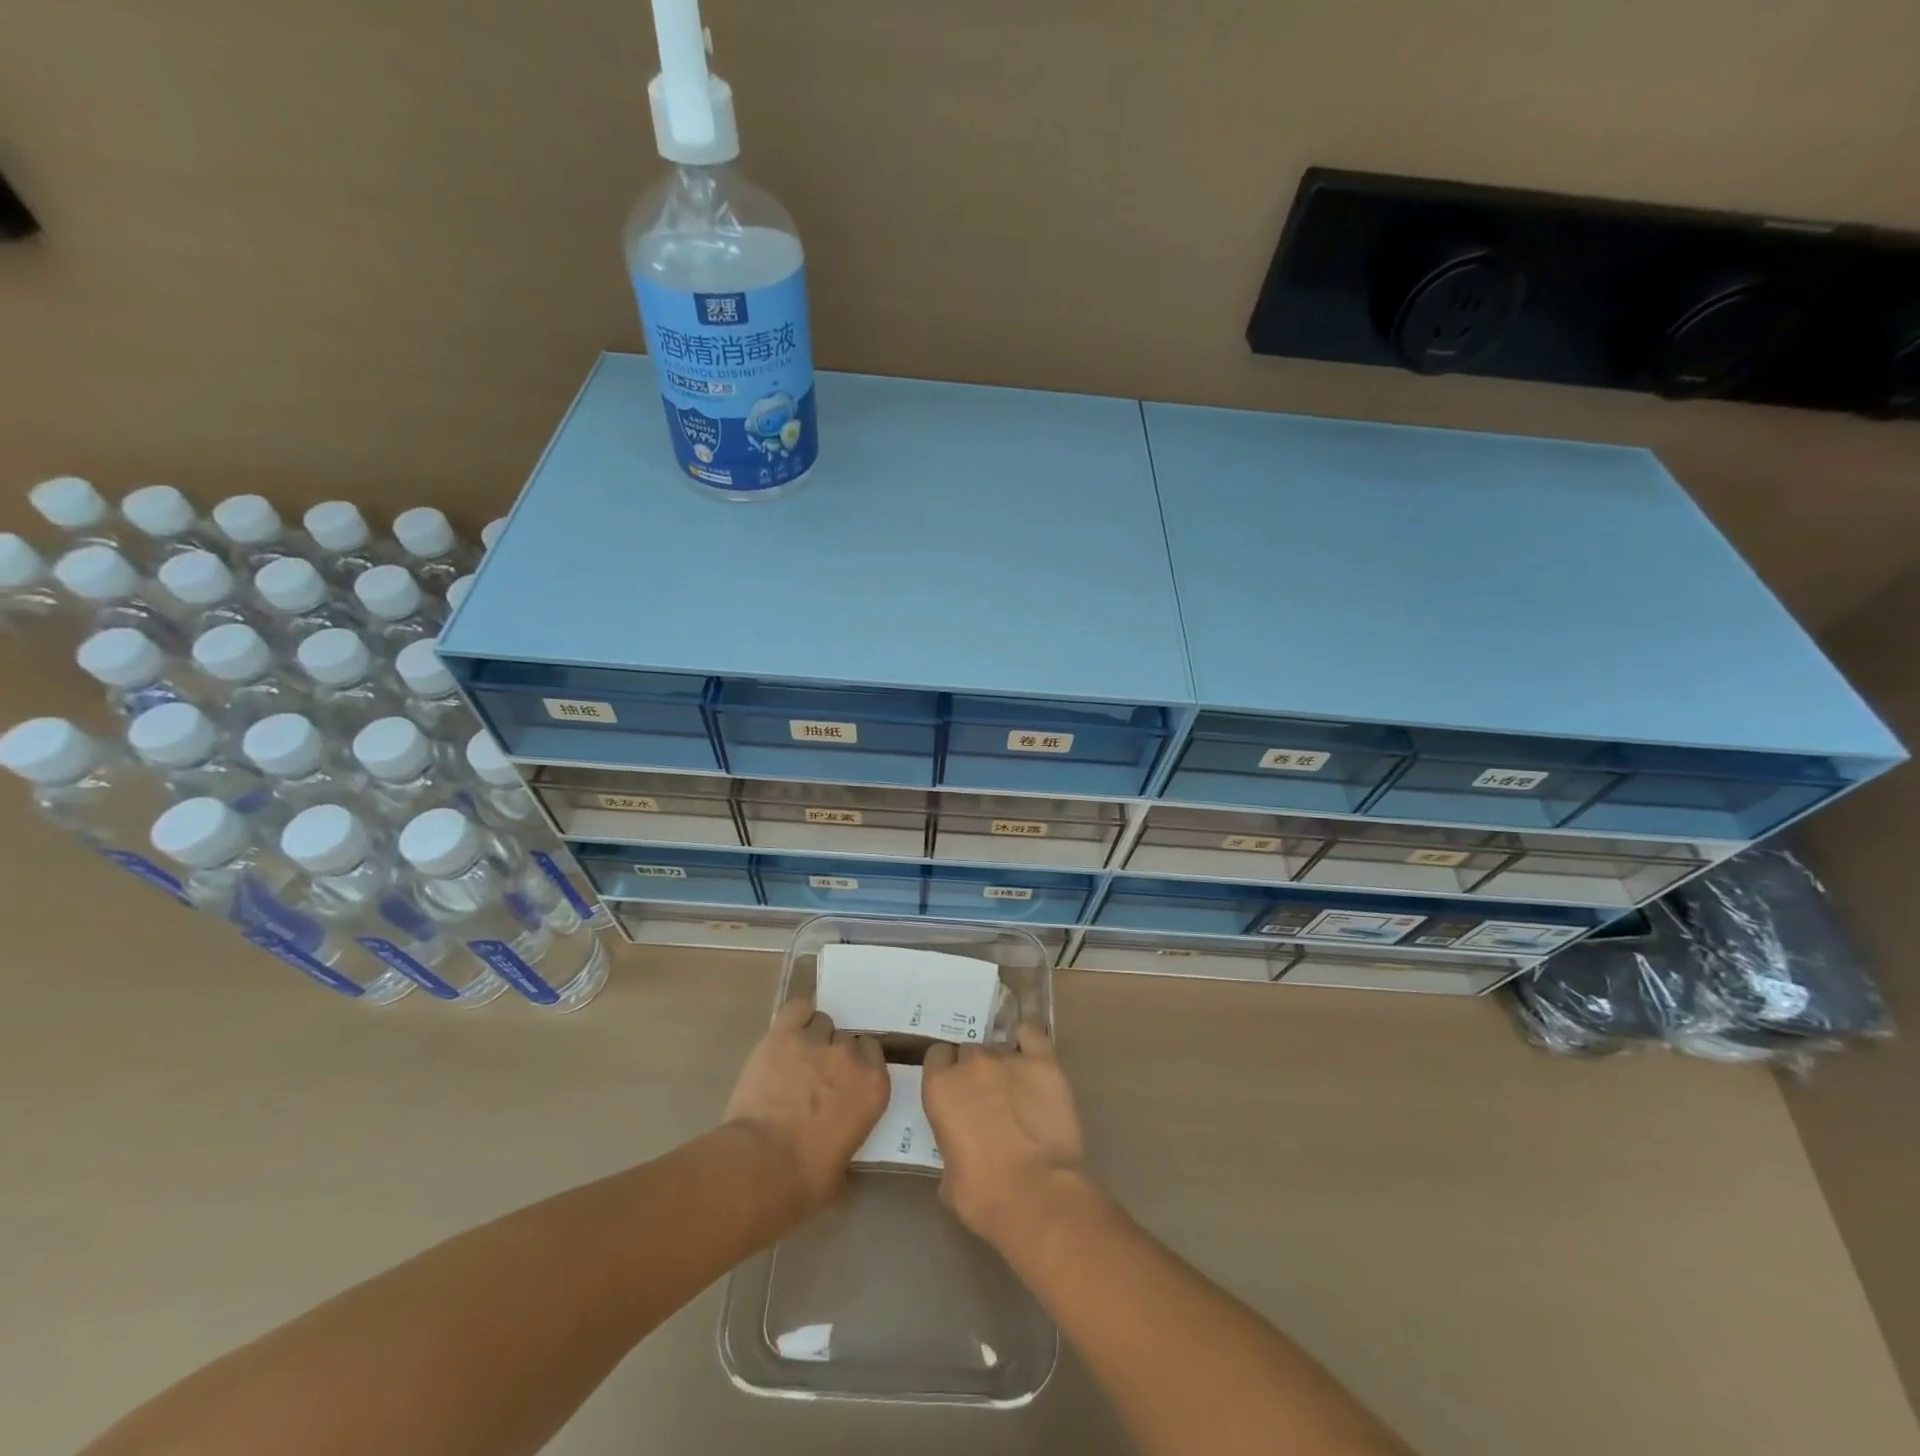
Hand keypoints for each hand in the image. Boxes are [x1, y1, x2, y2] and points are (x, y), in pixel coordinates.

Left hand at [725, 997, 888, 1214]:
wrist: (761, 1166)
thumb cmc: (805, 1181)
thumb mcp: (843, 1171)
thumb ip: (849, 1142)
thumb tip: (839, 1150)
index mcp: (873, 1088)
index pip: (873, 1054)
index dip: (857, 1064)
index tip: (844, 1080)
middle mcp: (850, 1057)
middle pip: (847, 1039)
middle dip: (833, 1055)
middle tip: (816, 1077)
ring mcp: (816, 1042)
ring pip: (822, 1023)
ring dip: (812, 1038)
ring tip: (795, 1058)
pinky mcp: (783, 1035)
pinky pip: (797, 1009)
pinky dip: (795, 1016)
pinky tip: (787, 1031)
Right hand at [922, 1024, 1086, 1248]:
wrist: (1036, 1195)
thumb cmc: (984, 1196)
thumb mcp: (948, 1176)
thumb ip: (950, 1145)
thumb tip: (961, 1146)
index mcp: (940, 1087)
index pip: (937, 1057)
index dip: (946, 1072)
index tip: (956, 1091)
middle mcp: (971, 1063)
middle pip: (970, 1051)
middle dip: (976, 1071)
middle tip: (988, 1098)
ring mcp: (1008, 1058)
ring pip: (1001, 1048)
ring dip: (1004, 1066)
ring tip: (1017, 1091)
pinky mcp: (1043, 1061)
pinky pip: (1032, 1036)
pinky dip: (1030, 1043)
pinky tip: (1033, 1060)